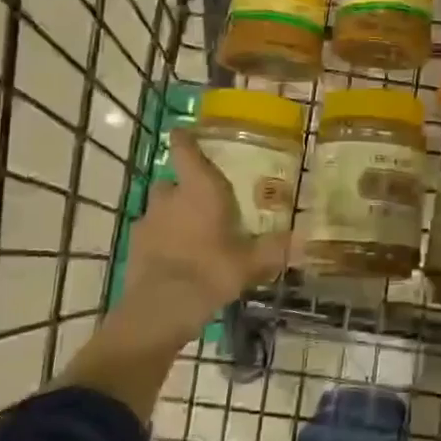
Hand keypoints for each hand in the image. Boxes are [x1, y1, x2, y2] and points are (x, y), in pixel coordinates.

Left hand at [109, 129, 288, 349]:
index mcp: (199, 188)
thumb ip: (275, 249)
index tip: (185, 132)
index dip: (184, 138)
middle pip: (171, 181)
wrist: (160, 308)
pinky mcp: (135, 247)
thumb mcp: (250, 262)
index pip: (184, 150)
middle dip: (183, 187)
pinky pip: (151, 234)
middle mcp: (170, 197)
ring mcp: (148, 221)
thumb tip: (305, 239)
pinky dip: (161, 240)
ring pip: (160, 208)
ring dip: (171, 214)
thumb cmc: (210, 271)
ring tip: (191, 233)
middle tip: (204, 200)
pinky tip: (176, 258)